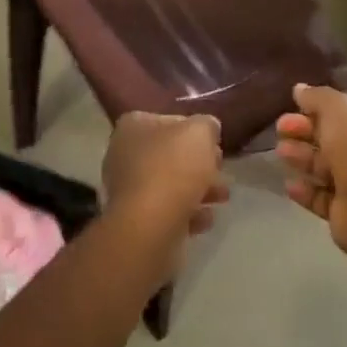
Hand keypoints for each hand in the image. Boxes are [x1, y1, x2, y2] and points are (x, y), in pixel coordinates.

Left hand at [101, 112, 230, 275]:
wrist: (150, 226)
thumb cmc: (173, 168)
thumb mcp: (200, 132)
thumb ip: (206, 125)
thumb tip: (207, 129)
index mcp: (133, 126)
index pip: (168, 121)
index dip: (195, 131)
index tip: (215, 145)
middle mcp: (124, 154)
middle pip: (171, 154)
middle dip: (200, 164)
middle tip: (221, 171)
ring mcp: (128, 188)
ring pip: (171, 184)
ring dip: (199, 189)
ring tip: (222, 197)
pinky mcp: (137, 219)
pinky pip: (167, 211)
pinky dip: (188, 213)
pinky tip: (205, 219)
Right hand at [275, 84, 346, 261]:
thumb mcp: (336, 109)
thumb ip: (316, 96)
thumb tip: (300, 89)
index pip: (345, 107)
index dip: (318, 105)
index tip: (294, 103)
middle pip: (330, 135)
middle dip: (303, 130)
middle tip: (281, 127)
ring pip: (323, 164)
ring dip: (300, 157)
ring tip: (282, 153)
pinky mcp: (346, 208)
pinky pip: (320, 195)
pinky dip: (305, 189)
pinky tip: (290, 184)